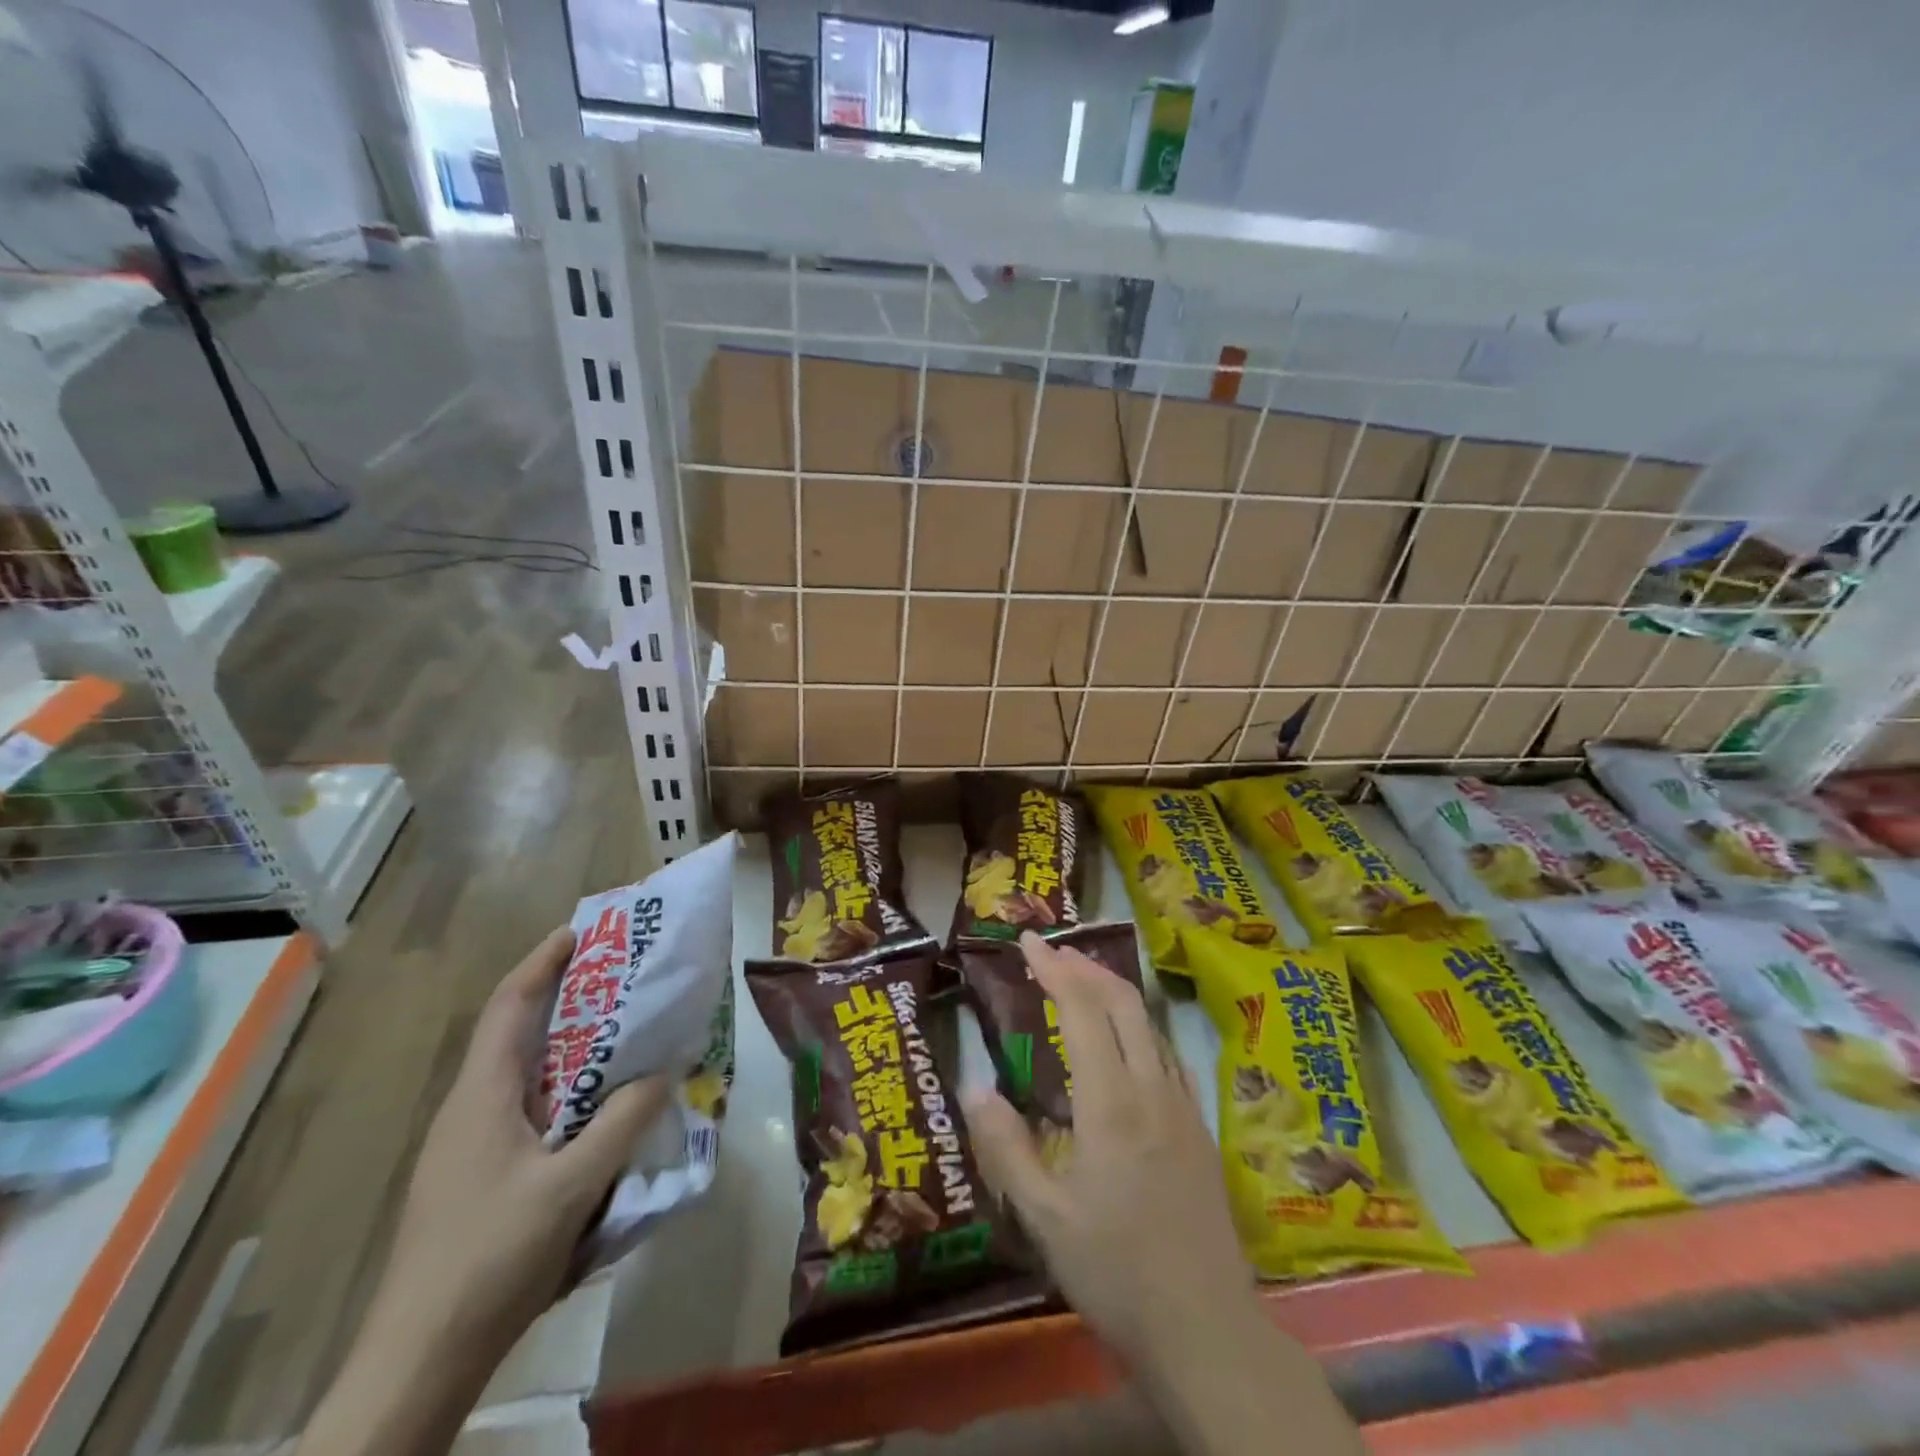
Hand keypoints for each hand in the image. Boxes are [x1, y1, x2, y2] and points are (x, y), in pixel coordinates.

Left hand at [381, 926, 671, 1353]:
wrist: (418, 1362)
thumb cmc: (490, 1258)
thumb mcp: (571, 1186)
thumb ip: (623, 1122)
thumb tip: (664, 1071)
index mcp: (481, 1095)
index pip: (509, 1004)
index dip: (544, 960)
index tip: (584, 930)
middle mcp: (470, 1109)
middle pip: (518, 1033)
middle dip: (566, 997)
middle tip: (623, 980)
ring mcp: (470, 1147)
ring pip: (525, 1074)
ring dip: (570, 1046)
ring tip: (623, 1035)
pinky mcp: (479, 1178)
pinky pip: (529, 1110)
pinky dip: (566, 1089)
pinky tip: (600, 1110)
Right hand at [963, 931, 1253, 1370]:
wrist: (1209, 1331)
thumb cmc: (1117, 1273)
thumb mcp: (1045, 1219)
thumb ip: (1006, 1148)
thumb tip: (976, 1086)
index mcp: (1111, 1103)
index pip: (1082, 1010)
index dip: (1054, 969)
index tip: (1027, 942)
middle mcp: (1152, 1089)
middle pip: (1122, 1003)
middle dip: (1085, 967)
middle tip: (1050, 952)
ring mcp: (1182, 1106)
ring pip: (1149, 1024)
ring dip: (1114, 991)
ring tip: (1082, 980)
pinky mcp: (1200, 1128)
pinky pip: (1167, 1053)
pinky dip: (1139, 1025)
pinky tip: (1128, 1040)